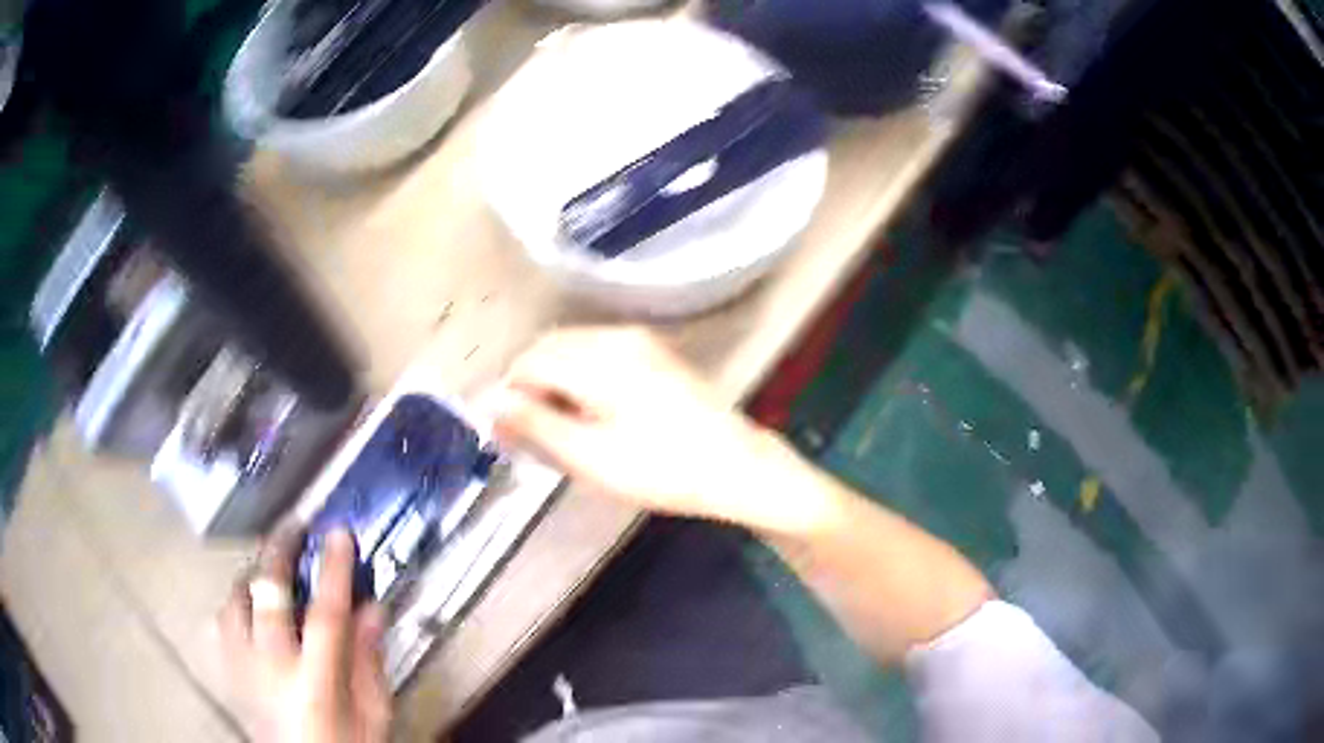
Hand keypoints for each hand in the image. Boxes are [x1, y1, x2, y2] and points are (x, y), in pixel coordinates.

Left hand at [219, 529, 391, 742]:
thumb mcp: (373, 715)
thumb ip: (369, 662)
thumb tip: (372, 608)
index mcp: (316, 684)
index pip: (325, 615)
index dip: (332, 569)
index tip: (339, 533)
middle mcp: (272, 670)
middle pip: (267, 594)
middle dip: (279, 551)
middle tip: (294, 527)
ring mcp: (243, 669)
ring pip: (235, 600)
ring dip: (253, 575)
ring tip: (270, 565)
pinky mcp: (228, 673)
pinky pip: (220, 622)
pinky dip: (235, 604)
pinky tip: (249, 605)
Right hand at [495, 327, 840, 536]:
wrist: (736, 466)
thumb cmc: (661, 468)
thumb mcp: (590, 456)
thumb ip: (535, 425)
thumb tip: (491, 404)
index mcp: (598, 359)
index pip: (529, 362)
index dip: (511, 396)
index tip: (510, 435)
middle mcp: (616, 337)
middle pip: (550, 348)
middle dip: (532, 386)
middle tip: (534, 435)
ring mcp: (640, 341)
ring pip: (573, 348)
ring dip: (555, 380)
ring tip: (564, 429)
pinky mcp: (655, 353)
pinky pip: (599, 352)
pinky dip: (581, 376)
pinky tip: (593, 412)